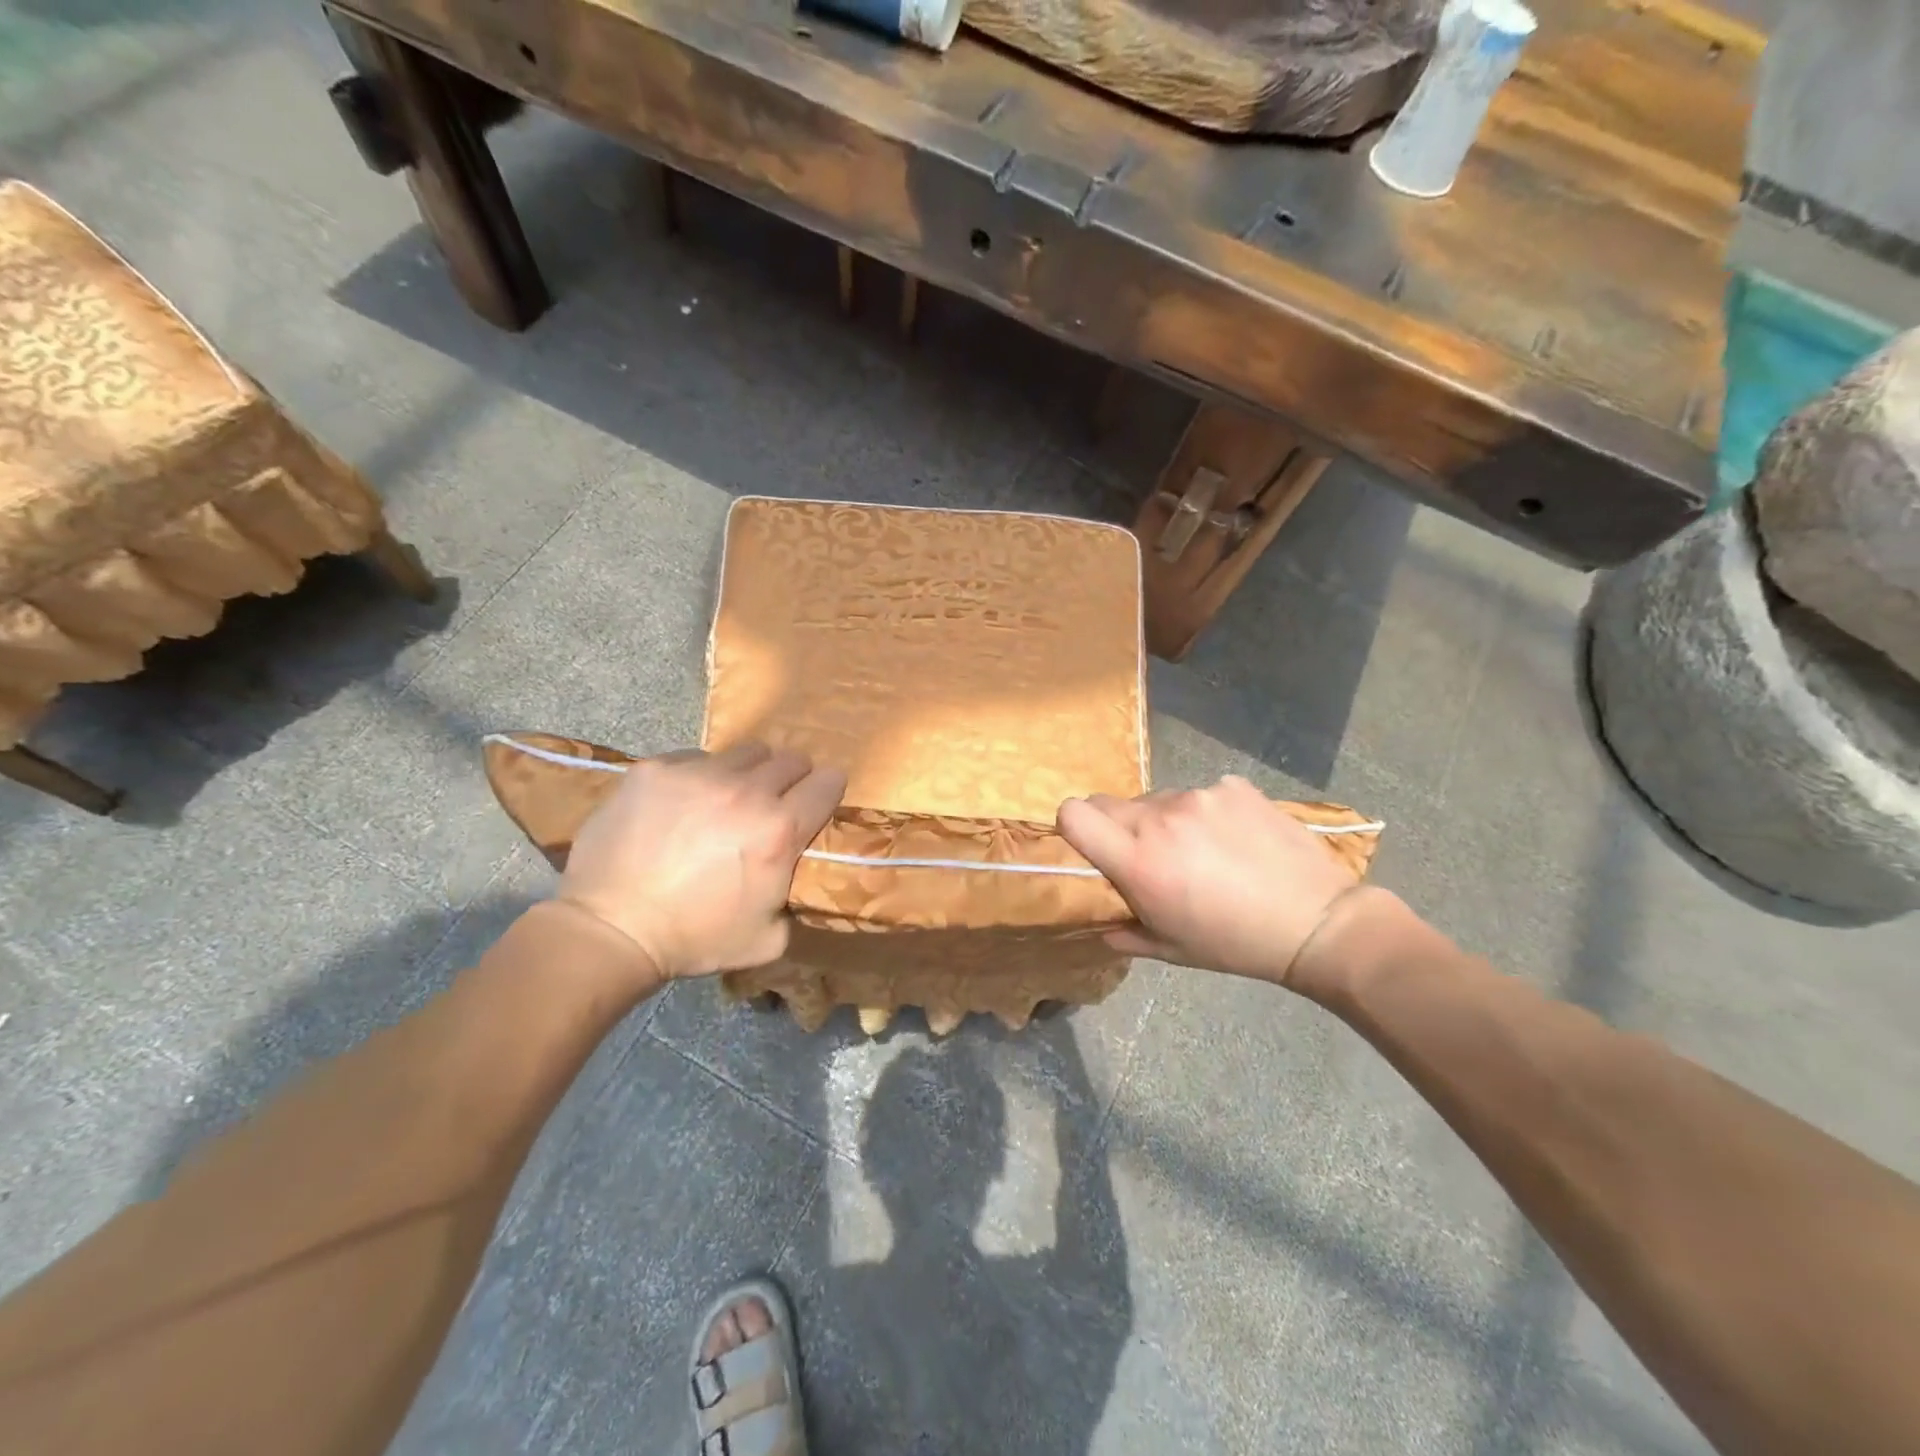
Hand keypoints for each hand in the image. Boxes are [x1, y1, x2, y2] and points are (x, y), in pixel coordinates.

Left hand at [558, 742, 845, 979]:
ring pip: (745, 753)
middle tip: (772, 803)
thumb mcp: (768, 938)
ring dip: (747, 773)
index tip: (817, 802)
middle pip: (791, 759)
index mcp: (779, 830)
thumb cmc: (694, 939)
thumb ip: (795, 899)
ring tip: (726, 800)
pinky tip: (682, 804)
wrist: (611, 929)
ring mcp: (697, 774)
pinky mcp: (655, 769)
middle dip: (791, 779)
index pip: (829, 783)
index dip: (828, 791)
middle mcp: (746, 792)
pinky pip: (695, 757)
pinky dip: (700, 776)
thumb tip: (797, 876)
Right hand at [1056, 775, 1360, 987]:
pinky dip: (1206, 813)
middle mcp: (1160, 817)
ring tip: (1203, 851)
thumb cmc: (1235, 944)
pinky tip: (1235, 839)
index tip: (1090, 845)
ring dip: (1165, 821)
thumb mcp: (1171, 950)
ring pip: (1158, 800)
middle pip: (1110, 803)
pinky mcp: (1233, 786)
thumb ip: (1124, 932)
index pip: (1073, 813)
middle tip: (1150, 856)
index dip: (1073, 825)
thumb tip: (1101, 923)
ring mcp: (1200, 796)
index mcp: (1138, 860)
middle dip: (1118, 828)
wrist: (1318, 922)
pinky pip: (1201, 794)